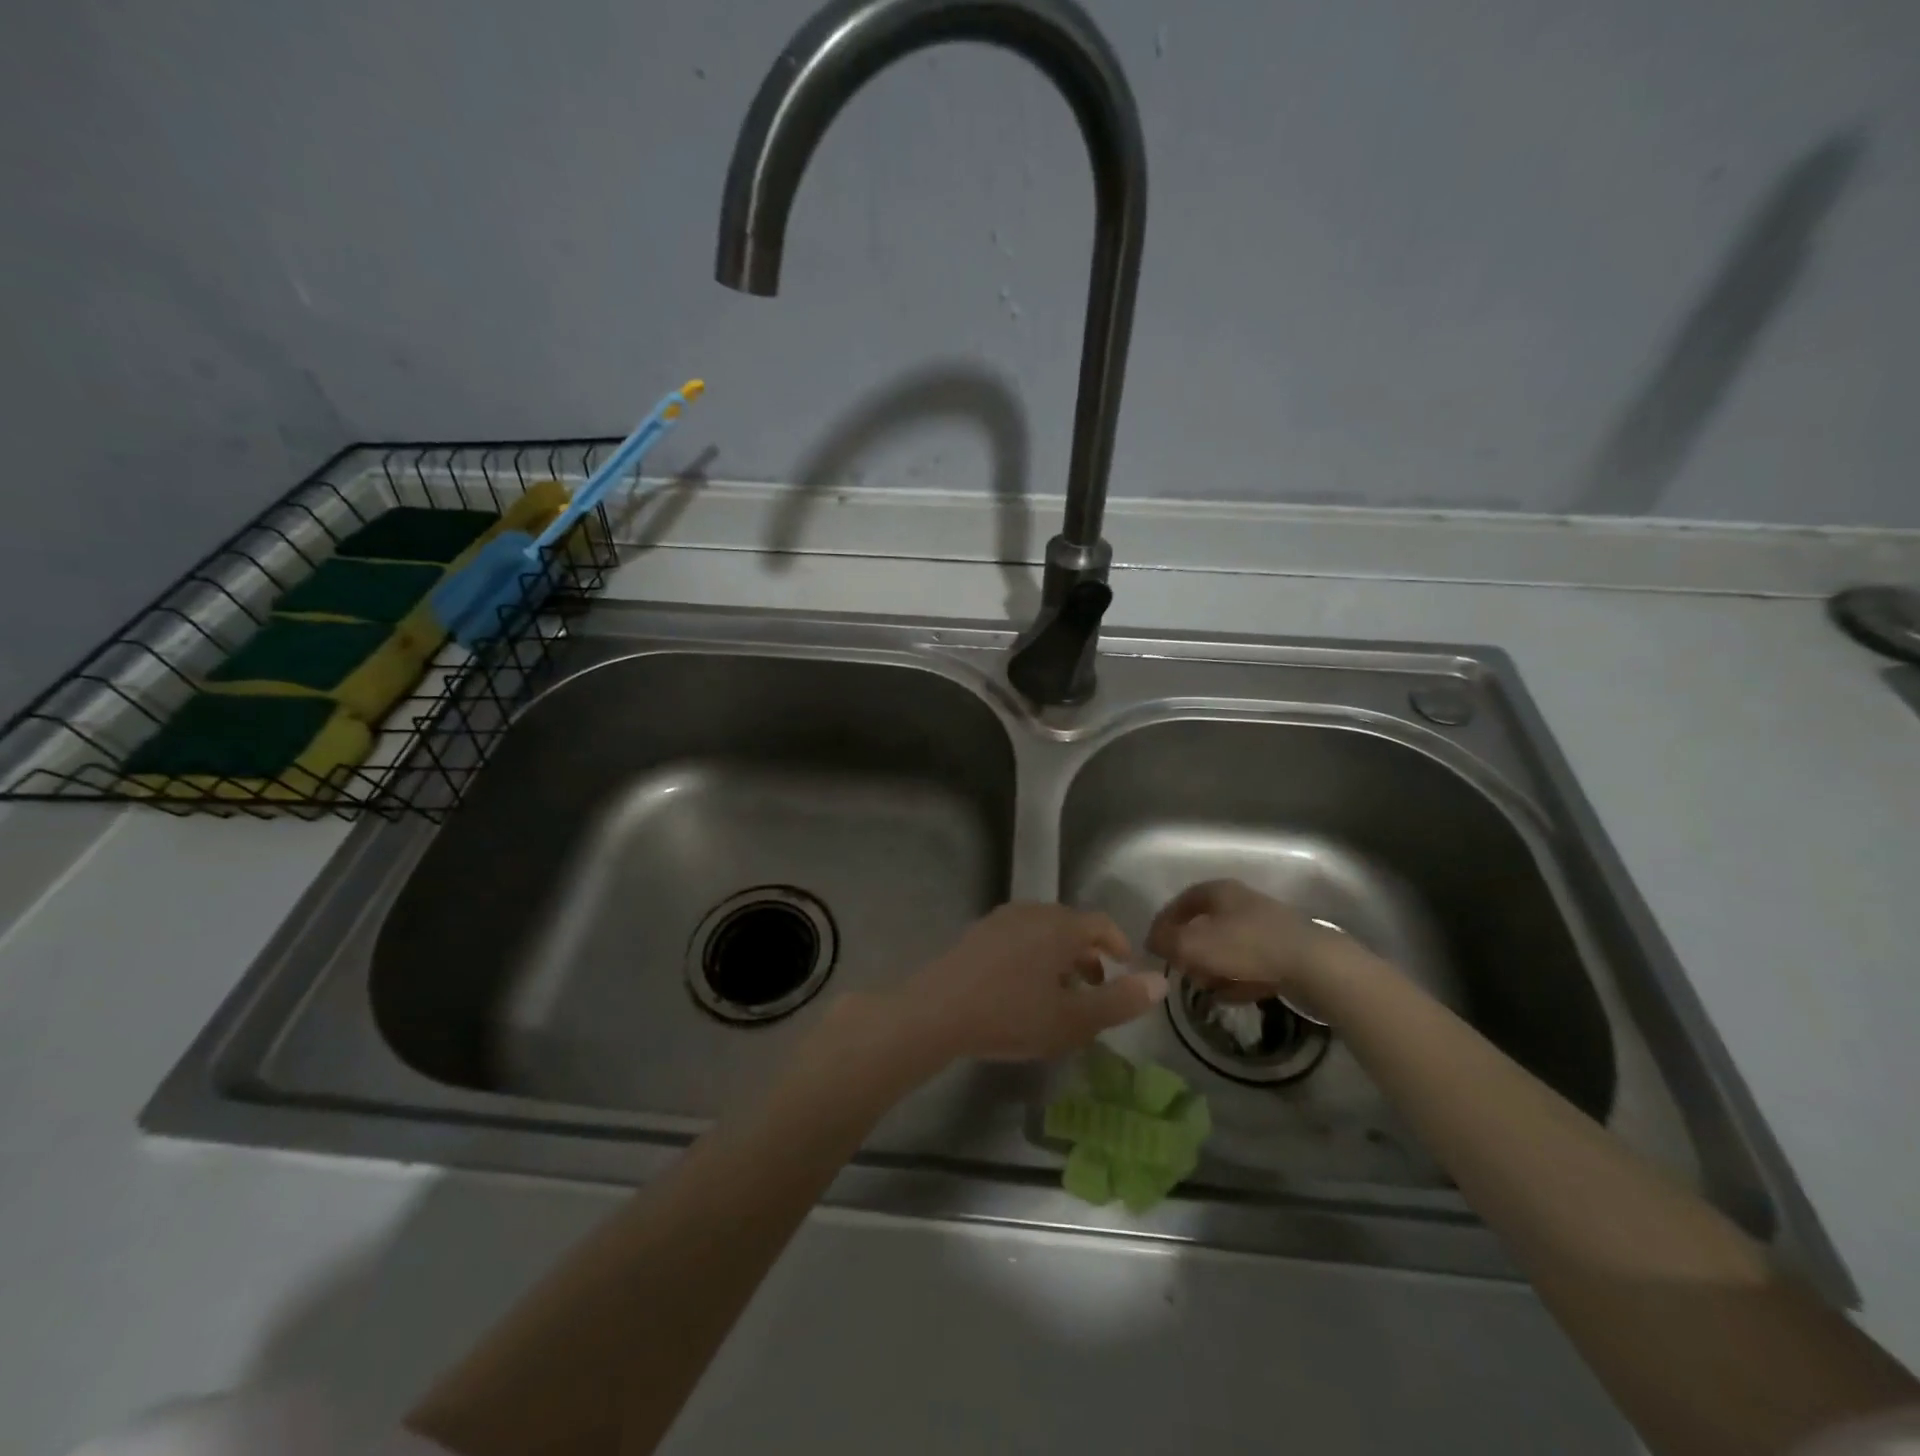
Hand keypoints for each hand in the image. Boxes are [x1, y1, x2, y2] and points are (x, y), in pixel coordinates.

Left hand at [893, 903, 1167, 1062]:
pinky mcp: (978, 933)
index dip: (1118, 944)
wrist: (938, 1011)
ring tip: (1061, 991)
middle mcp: (1033, 912)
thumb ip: (1119, 1001)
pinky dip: (1033, 955)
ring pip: (1043, 930)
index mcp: (1061, 926)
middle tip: (1095, 984)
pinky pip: (1018, 936)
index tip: (1124, 967)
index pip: (1101, 923)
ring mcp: (1001, 919)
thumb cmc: (1012, 1015)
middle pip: (1071, 924)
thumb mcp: (1074, 1019)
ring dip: (1060, 955)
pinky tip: (1023, 987)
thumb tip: (1159, 982)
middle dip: (1088, 952)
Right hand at [1146, 879, 1360, 1014]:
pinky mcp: (1285, 953)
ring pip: (1228, 946)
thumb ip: (1167, 942)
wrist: (1315, 966)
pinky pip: (1251, 965)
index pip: (1182, 900)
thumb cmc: (1246, 946)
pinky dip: (1237, 979)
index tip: (1153, 946)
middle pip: (1206, 924)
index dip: (1164, 922)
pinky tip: (1231, 996)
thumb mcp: (1194, 945)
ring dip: (1213, 967)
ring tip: (1204, 988)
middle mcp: (1243, 903)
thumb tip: (1152, 941)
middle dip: (1189, 949)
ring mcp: (1267, 928)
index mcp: (1220, 891)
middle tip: (1179, 969)